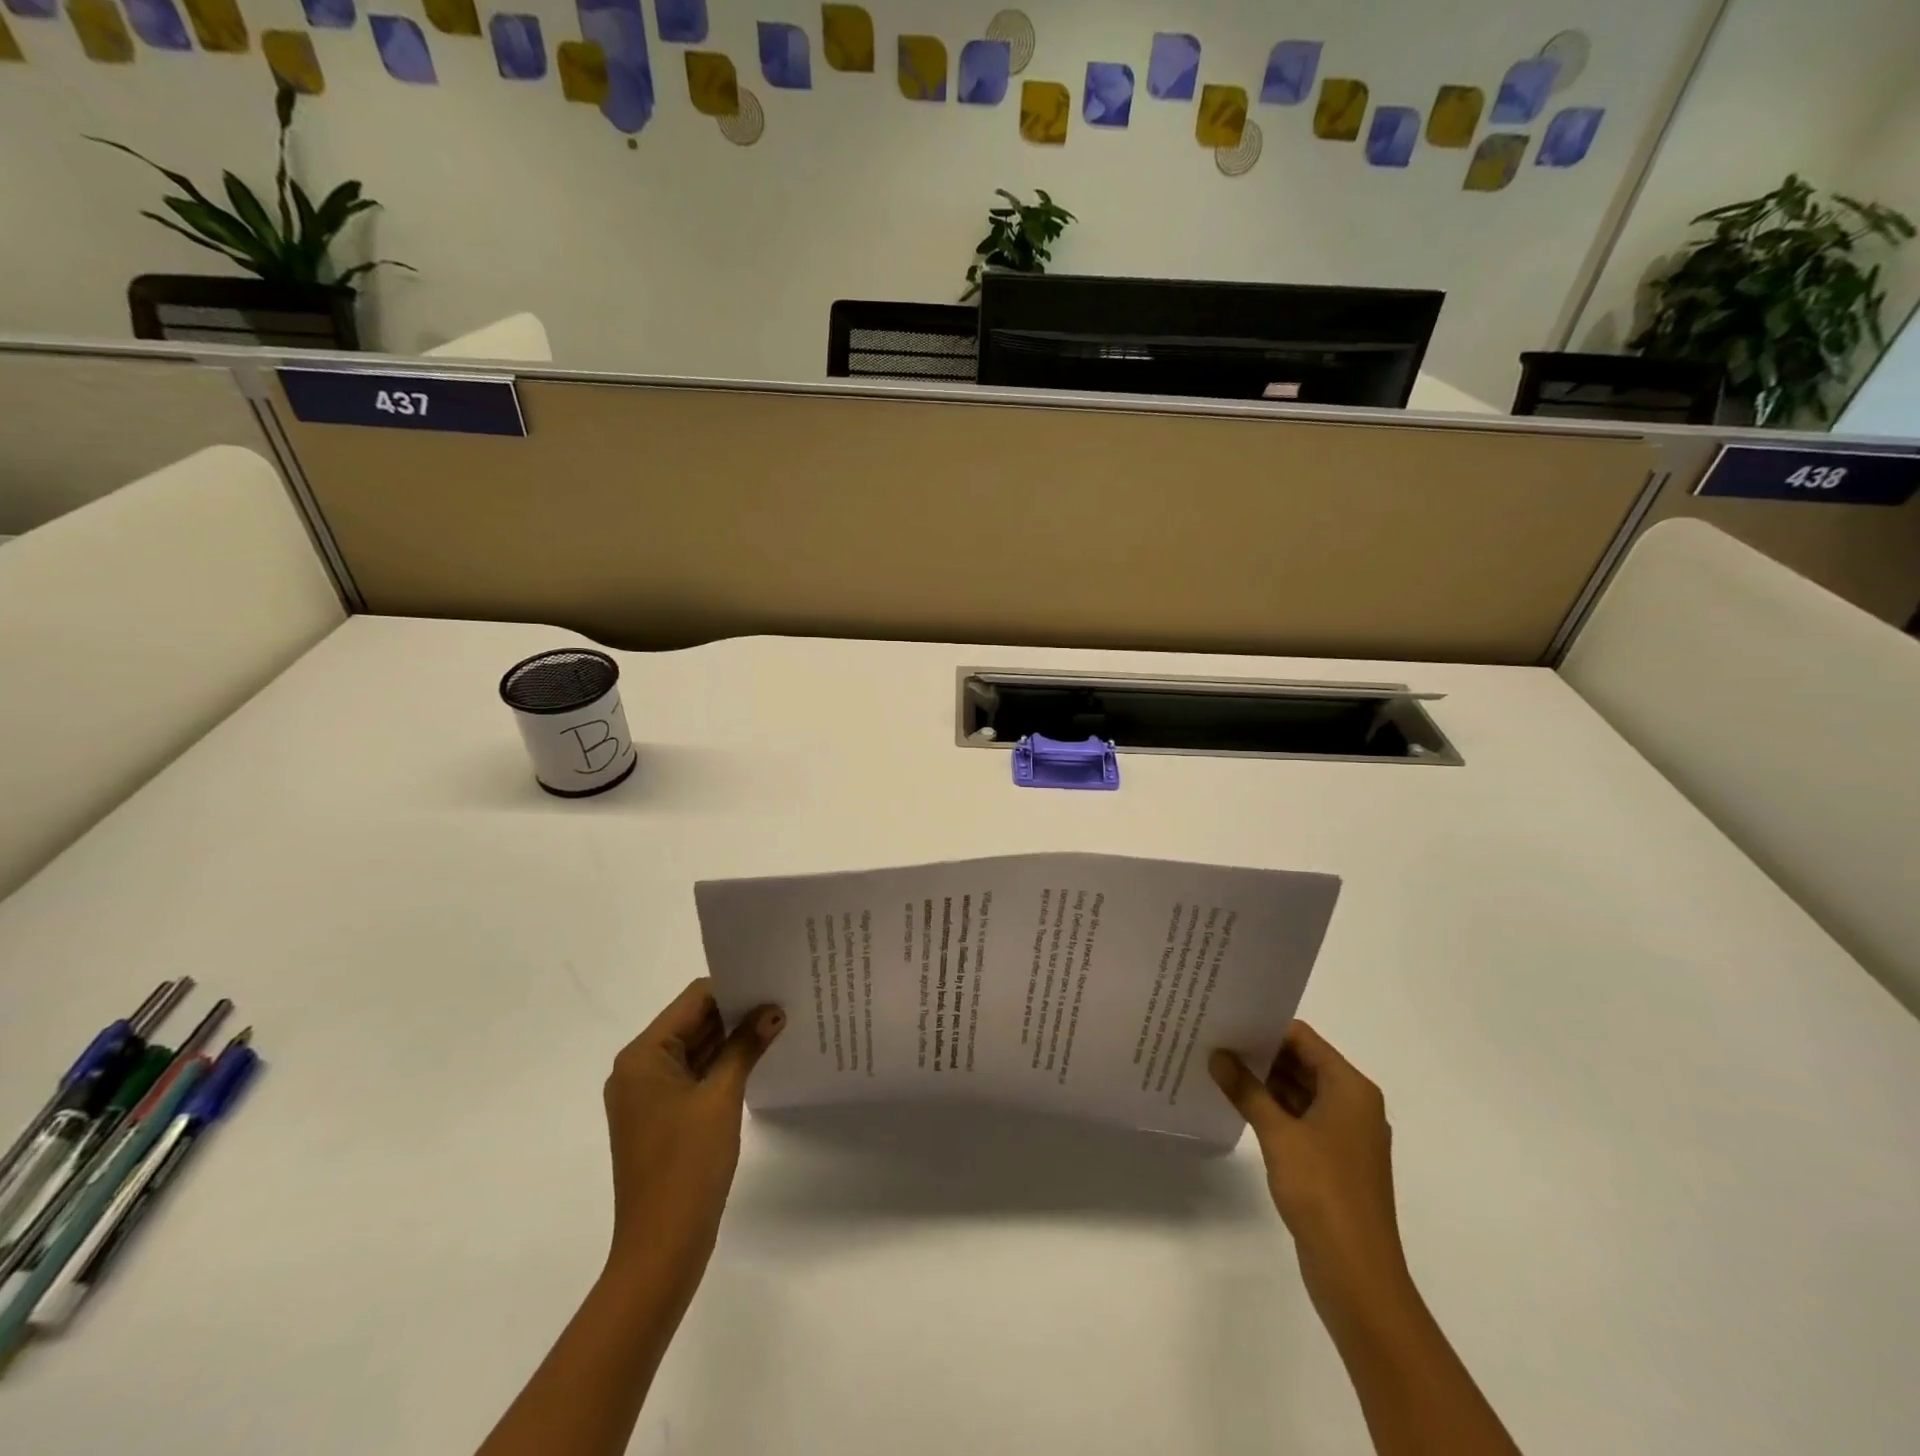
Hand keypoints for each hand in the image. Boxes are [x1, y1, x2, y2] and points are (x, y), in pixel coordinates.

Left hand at [602, 979, 783, 1287]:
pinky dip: (722, 1066)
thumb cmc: (687, 1165)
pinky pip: (694, 1077)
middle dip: (736, 1013)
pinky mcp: (661, 1119)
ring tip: (778, 1024)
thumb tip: (773, 1010)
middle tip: (783, 1000)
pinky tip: (758, 1060)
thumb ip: (746, 1046)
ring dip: (731, 1040)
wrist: (661, 1248)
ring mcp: (648, 1097)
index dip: (733, 989)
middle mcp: (638, 1069)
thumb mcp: (721, 1097)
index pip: (693, 1000)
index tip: (772, 983)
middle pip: (693, 1023)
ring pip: (695, 1050)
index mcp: (642, 1056)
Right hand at [1210, 1022, 1409, 1325]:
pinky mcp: (1334, 1161)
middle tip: (1215, 1041)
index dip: (1266, 1027)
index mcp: (1351, 1089)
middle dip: (1261, 1054)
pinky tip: (1238, 1105)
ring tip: (1218, 1068)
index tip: (1227, 1021)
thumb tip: (1217, 1055)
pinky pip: (1300, 1119)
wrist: (1358, 1275)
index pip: (1303, 1039)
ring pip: (1300, 1091)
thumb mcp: (1278, 1135)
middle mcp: (1353, 1104)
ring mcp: (1345, 1135)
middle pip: (1302, 1062)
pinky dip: (1273, 1110)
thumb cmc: (1323, 1192)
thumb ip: (1247, 1090)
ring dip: (1264, 1082)